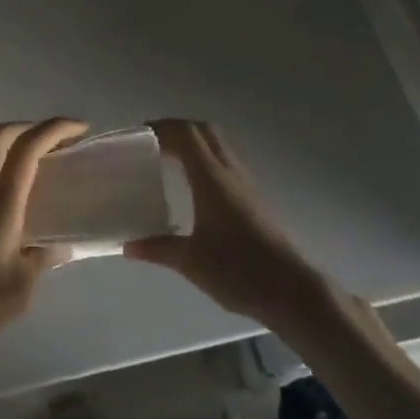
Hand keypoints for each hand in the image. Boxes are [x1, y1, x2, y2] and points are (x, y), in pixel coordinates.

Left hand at [0, 118, 85, 365]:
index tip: (81, 129)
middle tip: (58, 141)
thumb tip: (62, 246)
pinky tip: (19, 188)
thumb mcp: (23, 285)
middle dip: (29, 126)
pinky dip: (0, 161)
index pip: (27, 148)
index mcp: (2, 200)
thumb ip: (44, 258)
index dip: (55, 129)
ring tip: (39, 156)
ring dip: (11, 139)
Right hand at [124, 119, 326, 325]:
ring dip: (191, 142)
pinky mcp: (253, 198)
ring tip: (166, 159)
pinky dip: (204, 160)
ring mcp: (245, 183)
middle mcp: (229, 172)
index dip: (159, 128)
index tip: (135, 137)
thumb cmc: (238, 270)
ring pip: (216, 144)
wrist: (291, 291)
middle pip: (202, 130)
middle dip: (174, 129)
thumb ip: (157, 249)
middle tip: (149, 143)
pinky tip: (191, 185)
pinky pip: (224, 162)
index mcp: (211, 178)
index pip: (185, 134)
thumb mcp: (190, 262)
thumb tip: (128, 247)